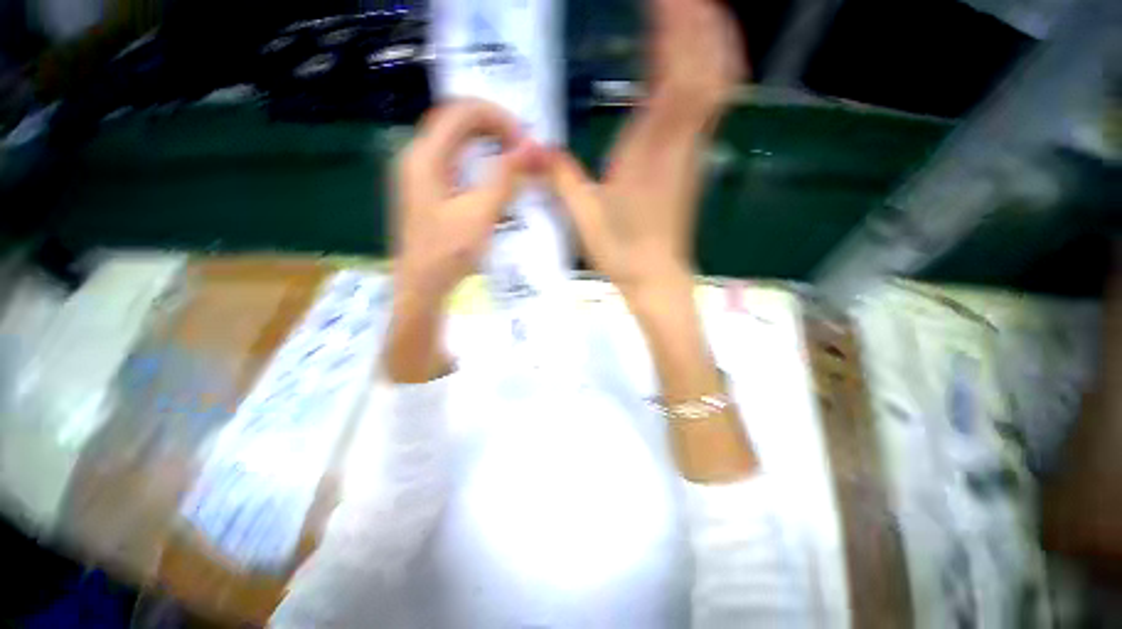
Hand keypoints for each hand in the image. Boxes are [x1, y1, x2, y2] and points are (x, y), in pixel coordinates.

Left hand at [386, 99, 539, 382]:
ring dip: (486, 144)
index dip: (497, 116)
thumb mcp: (480, 214)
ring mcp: (419, 173)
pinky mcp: (426, 190)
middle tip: (522, 148)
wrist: (421, 286)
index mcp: (425, 156)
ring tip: (514, 158)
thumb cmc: (448, 252)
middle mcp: (417, 156)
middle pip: (456, 122)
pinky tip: (494, 177)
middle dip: (493, 127)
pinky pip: (454, 162)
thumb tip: (533, 147)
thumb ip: (505, 177)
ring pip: (455, 142)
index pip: (461, 111)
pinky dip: (478, 161)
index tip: (523, 140)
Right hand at [544, 0, 743, 303]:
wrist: (657, 277)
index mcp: (649, 152)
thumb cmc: (622, 252)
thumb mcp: (583, 218)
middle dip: (696, 18)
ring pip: (716, 80)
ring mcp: (692, 148)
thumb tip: (533, 148)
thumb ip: (560, 178)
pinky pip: (712, 101)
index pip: (674, 74)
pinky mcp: (694, 157)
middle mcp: (678, 141)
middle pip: (704, 64)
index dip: (675, 26)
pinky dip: (713, 67)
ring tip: (694, 5)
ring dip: (711, 36)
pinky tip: (703, 52)